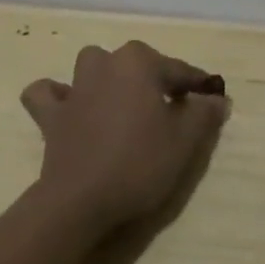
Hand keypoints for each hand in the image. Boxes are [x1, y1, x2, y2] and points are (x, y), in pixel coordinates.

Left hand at [21, 40, 229, 233]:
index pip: (179, 71)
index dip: (199, 88)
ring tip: (122, 105)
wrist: (80, 201)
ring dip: (107, 79)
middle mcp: (105, 63)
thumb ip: (204, 112)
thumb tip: (216, 97)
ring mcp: (74, 87)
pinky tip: (70, 109)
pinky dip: (57, 96)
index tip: (213, 102)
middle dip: (155, 81)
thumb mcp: (185, 140)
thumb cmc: (139, 163)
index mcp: (139, 62)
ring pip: (93, 67)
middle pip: (138, 64)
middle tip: (172, 113)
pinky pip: (48, 94)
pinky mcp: (50, 115)